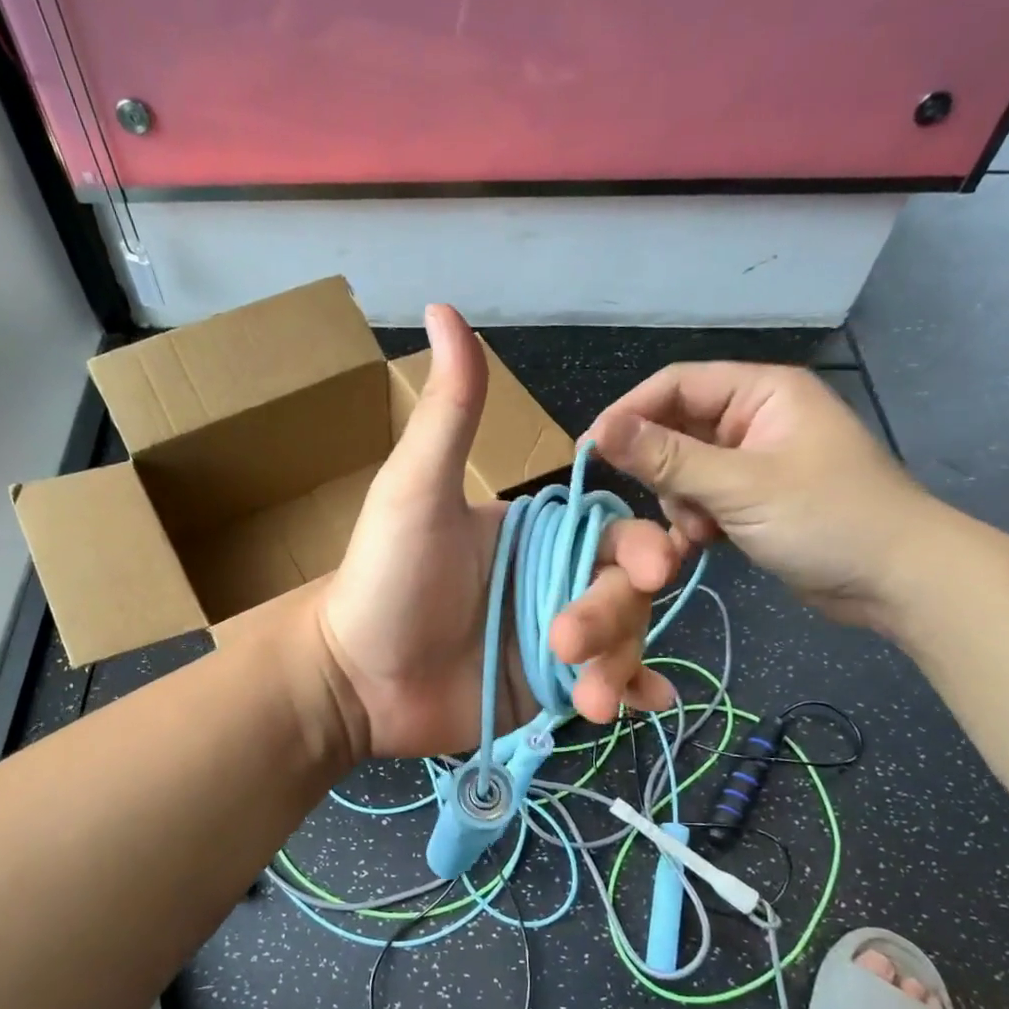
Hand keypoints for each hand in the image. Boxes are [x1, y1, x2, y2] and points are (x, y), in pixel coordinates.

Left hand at [318, 306, 678, 759]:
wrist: (354, 680)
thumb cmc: (384, 579)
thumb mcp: (416, 491)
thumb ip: (449, 411)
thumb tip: (444, 306)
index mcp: (533, 532)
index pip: (611, 531)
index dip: (641, 547)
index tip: (654, 569)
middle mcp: (551, 579)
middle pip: (623, 590)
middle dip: (612, 617)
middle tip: (566, 644)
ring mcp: (551, 639)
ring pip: (621, 640)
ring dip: (619, 664)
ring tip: (590, 699)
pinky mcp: (545, 688)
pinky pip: (603, 684)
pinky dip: (629, 691)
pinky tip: (644, 702)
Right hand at [587, 363, 941, 628]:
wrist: (898, 582)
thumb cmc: (827, 519)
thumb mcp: (740, 486)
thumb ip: (667, 458)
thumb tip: (598, 431)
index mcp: (761, 392)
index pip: (675, 384)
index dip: (629, 413)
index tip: (591, 451)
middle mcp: (755, 418)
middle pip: (677, 429)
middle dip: (663, 470)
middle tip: (662, 504)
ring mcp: (755, 461)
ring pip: (685, 470)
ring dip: (681, 502)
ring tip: (701, 531)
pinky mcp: (754, 499)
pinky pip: (704, 498)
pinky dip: (696, 520)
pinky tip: (705, 543)